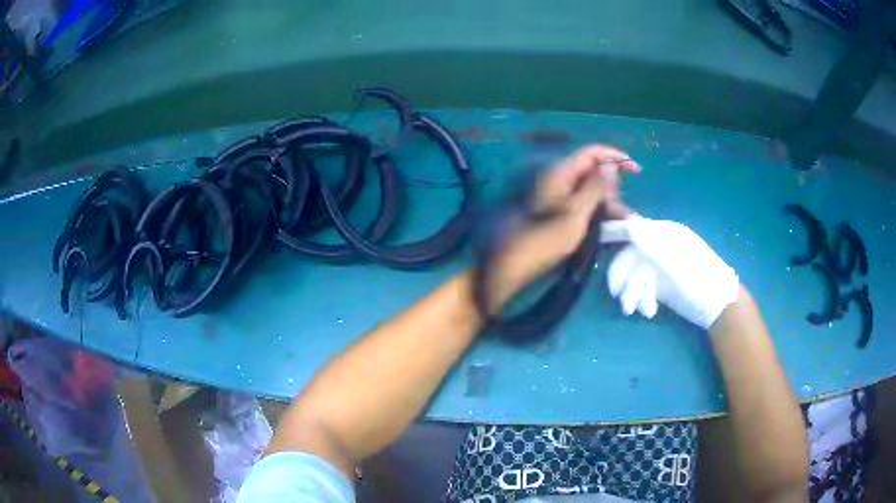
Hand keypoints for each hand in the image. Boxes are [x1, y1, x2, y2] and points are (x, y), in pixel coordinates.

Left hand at [491, 145, 639, 305]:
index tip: (636, 170)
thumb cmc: (548, 238)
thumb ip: (596, 187)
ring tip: (628, 222)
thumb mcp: (577, 212)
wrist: (519, 264)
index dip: (615, 156)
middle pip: (594, 173)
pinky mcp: (561, 214)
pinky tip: (613, 227)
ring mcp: (561, 198)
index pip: (592, 153)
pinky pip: (585, 206)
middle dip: (614, 188)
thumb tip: (611, 166)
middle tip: (624, 211)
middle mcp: (561, 181)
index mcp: (562, 174)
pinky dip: (600, 213)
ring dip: (610, 204)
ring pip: (592, 192)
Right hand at [600, 216, 739, 328]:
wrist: (717, 306)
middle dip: (623, 275)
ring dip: (631, 292)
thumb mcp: (676, 261)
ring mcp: (660, 267)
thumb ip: (652, 243)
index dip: (615, 229)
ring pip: (634, 275)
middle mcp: (660, 248)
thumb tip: (629, 222)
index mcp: (665, 234)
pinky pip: (642, 289)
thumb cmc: (699, 279)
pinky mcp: (661, 285)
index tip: (596, 235)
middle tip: (617, 293)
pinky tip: (649, 310)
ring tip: (633, 309)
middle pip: (631, 256)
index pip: (635, 226)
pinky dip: (641, 300)